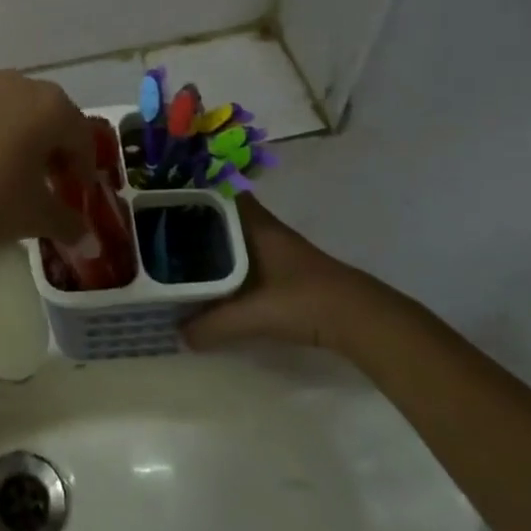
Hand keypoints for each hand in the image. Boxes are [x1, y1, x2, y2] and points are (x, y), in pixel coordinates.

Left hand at [0, 73, 95, 271]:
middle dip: (48, 142)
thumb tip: (87, 238)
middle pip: (42, 111)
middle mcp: (14, 83)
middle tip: (42, 176)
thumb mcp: (39, 218)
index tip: (76, 190)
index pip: (79, 134)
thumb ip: (70, 223)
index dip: (82, 165)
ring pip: (2, 103)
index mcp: (50, 107)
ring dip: (9, 129)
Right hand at [182, 197, 373, 352]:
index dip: (199, 195)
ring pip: (241, 238)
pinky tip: (221, 283)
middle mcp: (268, 231)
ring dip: (218, 245)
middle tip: (168, 234)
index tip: (170, 204)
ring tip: (186, 258)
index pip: (224, 195)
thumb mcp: (253, 315)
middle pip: (228, 216)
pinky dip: (234, 264)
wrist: (362, 320)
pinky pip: (252, 257)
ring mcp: (282, 250)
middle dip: (201, 223)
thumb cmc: (304, 301)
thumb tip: (179, 335)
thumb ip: (213, 325)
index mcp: (257, 226)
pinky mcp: (292, 272)